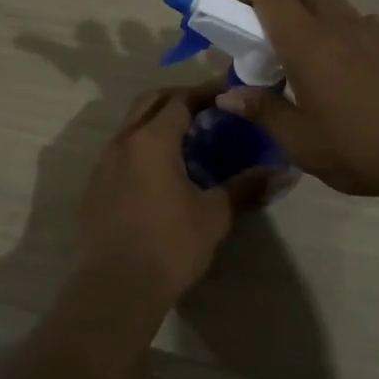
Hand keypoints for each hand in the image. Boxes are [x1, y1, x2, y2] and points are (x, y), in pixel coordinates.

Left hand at [74, 83, 290, 309]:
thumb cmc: (170, 245)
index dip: (205, 93)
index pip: (180, 100)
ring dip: (156, 120)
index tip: (228, 93)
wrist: (116, 286)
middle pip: (150, 102)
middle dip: (178, 98)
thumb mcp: (215, 215)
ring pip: (131, 125)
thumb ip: (246, 187)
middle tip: (206, 108)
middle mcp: (124, 141)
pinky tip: (157, 171)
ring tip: (184, 138)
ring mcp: (103, 162)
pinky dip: (140, 146)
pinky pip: (119, 151)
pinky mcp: (94, 185)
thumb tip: (284, 172)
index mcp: (153, 139)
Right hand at [217, 0, 378, 203]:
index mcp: (306, 40)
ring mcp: (365, 27)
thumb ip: (261, 110)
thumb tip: (227, 95)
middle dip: (266, 3)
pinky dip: (330, 26)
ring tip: (295, 56)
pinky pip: (349, 17)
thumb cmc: (359, 147)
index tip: (228, 17)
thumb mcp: (299, 141)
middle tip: (256, 42)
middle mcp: (334, 21)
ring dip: (299, 13)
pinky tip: (335, 66)